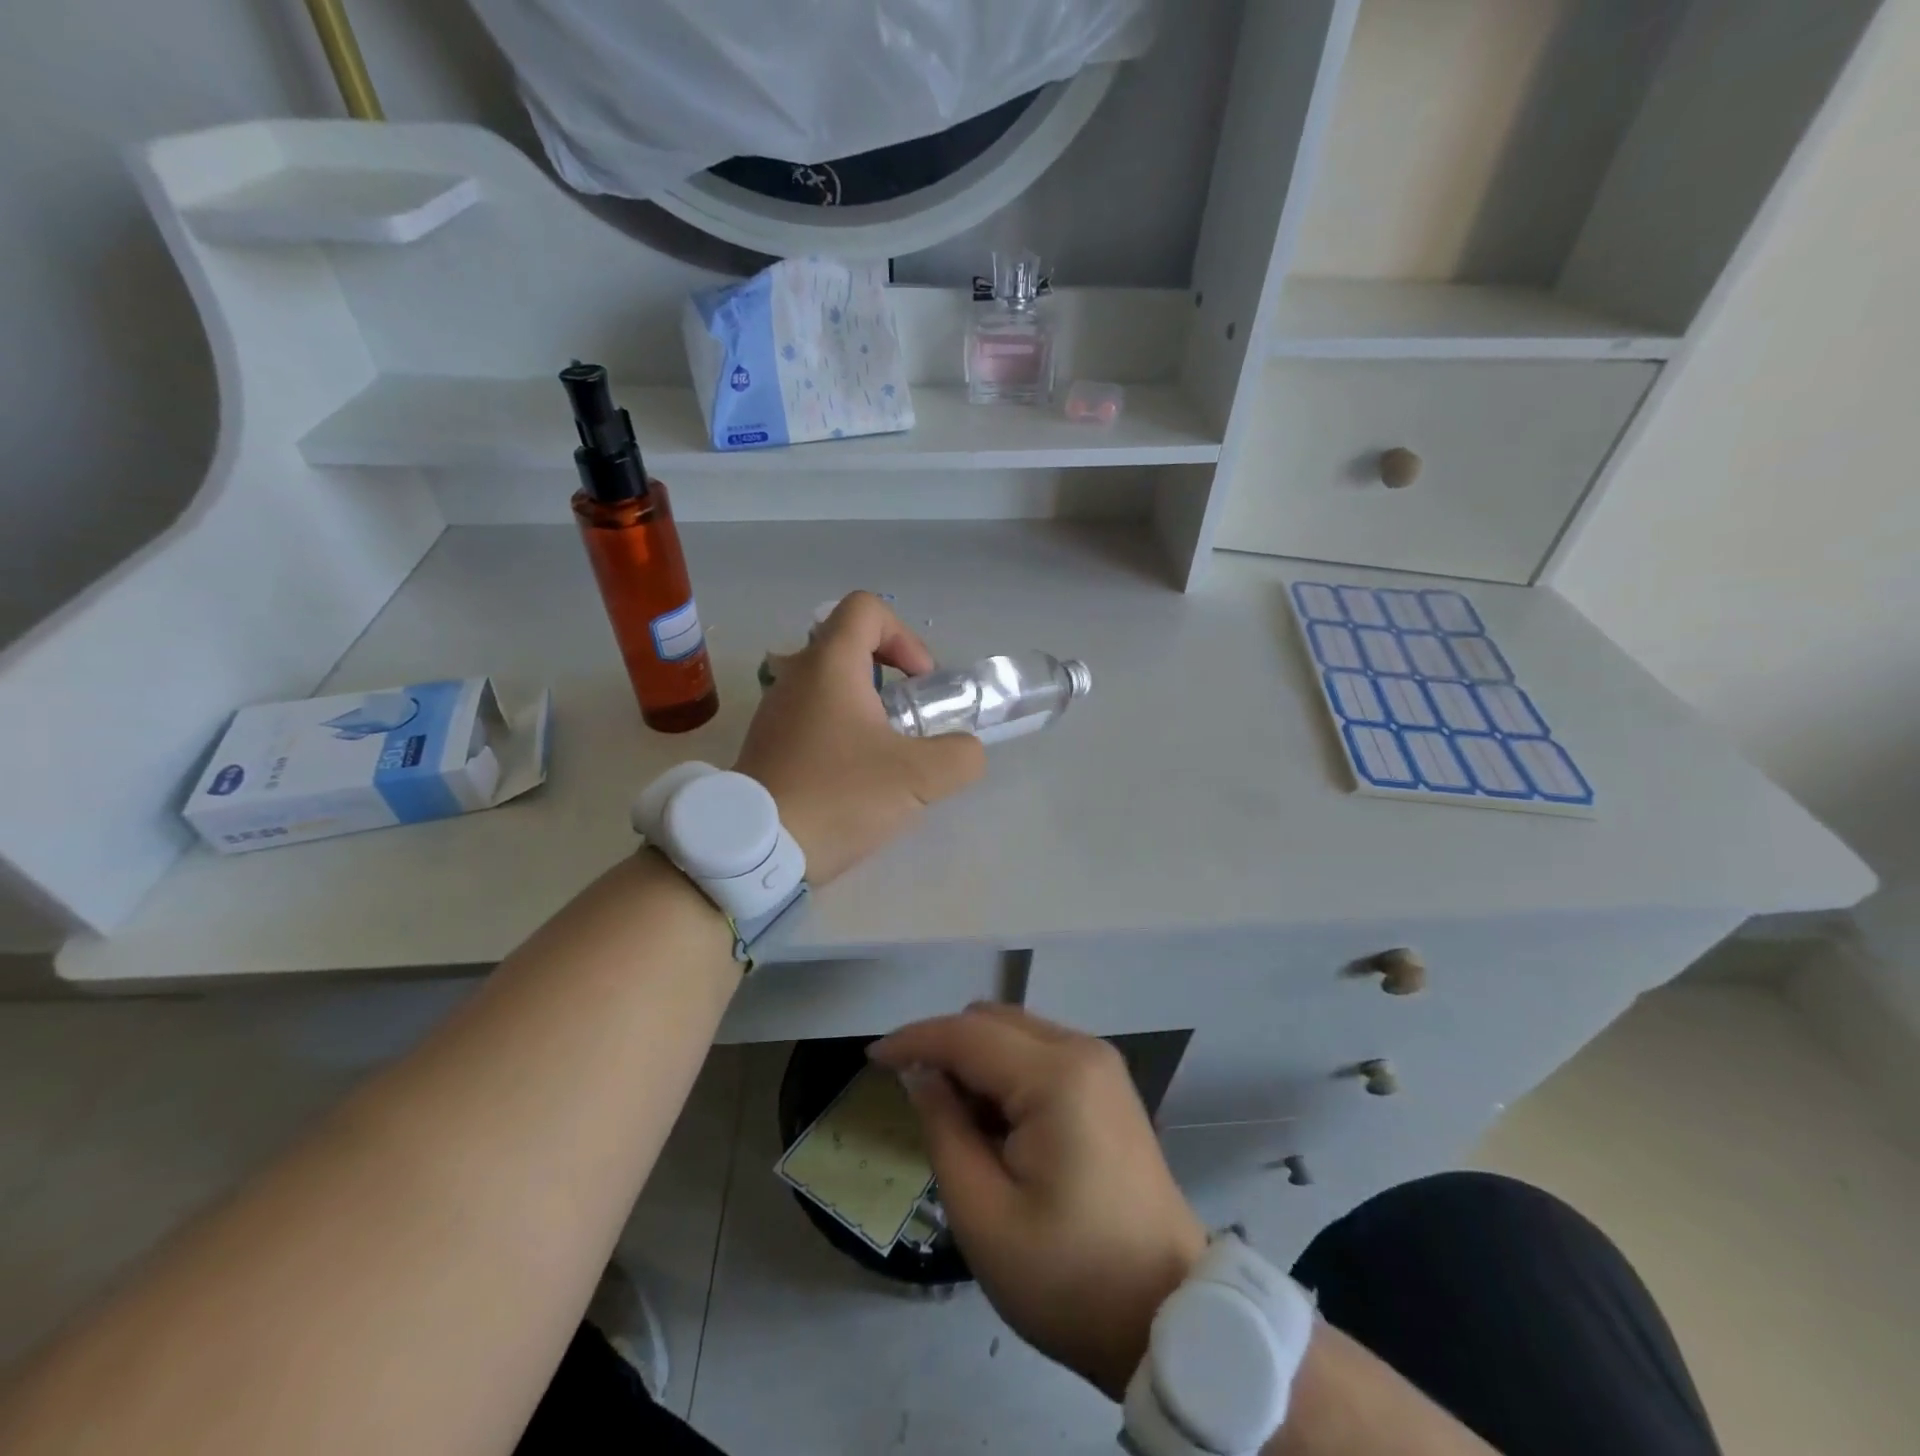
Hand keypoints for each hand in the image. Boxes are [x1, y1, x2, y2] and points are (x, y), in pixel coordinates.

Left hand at [733, 591, 985, 884]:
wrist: (756, 849)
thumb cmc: (839, 796)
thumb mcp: (920, 778)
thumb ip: (960, 755)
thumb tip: (966, 750)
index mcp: (829, 665)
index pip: (866, 608)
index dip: (904, 635)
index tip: (918, 681)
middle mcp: (796, 676)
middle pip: (848, 646)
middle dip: (890, 676)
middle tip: (910, 719)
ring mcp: (775, 711)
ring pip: (830, 685)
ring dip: (866, 707)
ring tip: (887, 754)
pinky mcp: (767, 744)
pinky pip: (812, 717)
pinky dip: (841, 732)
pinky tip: (855, 778)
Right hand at [870, 1004, 1206, 1399]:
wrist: (1167, 1315)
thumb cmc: (1069, 1278)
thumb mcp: (983, 1216)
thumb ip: (944, 1130)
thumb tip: (922, 1076)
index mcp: (1056, 1077)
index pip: (966, 1035)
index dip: (913, 1040)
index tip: (871, 1059)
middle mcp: (1083, 1050)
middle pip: (992, 1021)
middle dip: (946, 1048)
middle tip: (917, 1102)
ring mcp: (1101, 1065)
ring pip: (1015, 1033)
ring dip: (976, 1061)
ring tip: (959, 1124)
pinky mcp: (1107, 1084)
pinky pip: (1040, 1054)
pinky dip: (1006, 1073)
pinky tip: (998, 1125)